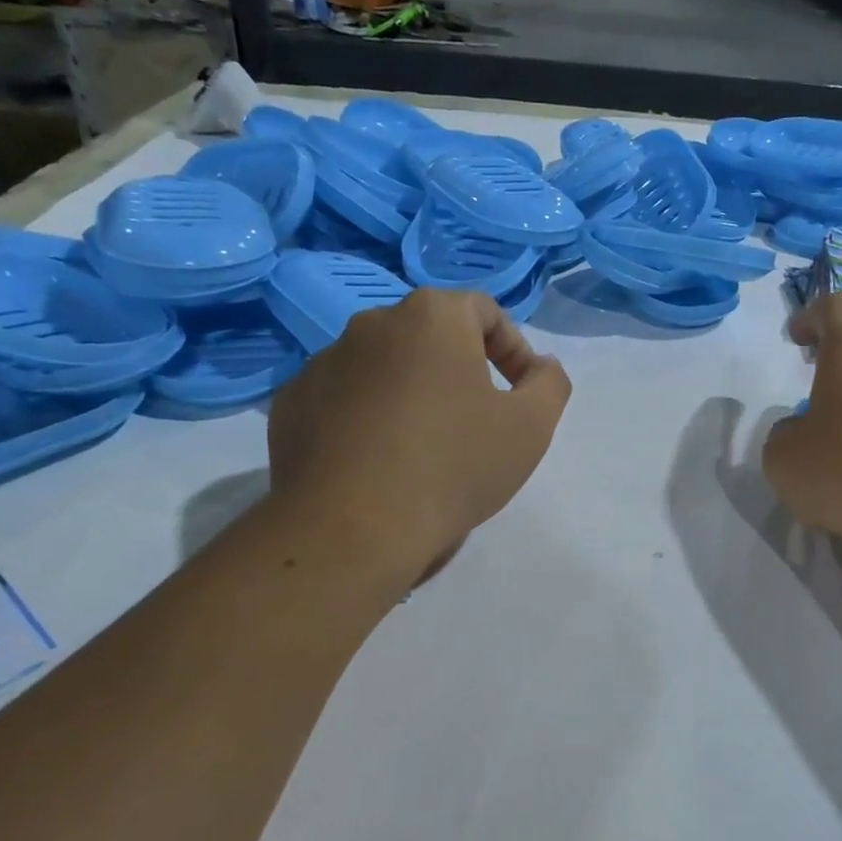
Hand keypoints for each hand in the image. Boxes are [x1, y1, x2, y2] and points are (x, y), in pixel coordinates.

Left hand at [268, 289, 571, 578]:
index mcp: (431, 318)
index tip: (520, 393)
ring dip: (412, 394)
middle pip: (431, 337)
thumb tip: (540, 367)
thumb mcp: (532, 427)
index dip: (513, 348)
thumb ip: (550, 384)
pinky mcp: (291, 405)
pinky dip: (369, 418)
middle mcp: (372, 325)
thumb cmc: (454, 466)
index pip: (483, 311)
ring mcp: (322, 363)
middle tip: (478, 422)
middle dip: (460, 371)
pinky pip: (345, 400)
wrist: (352, 529)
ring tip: (426, 449)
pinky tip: (381, 464)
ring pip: (386, 368)